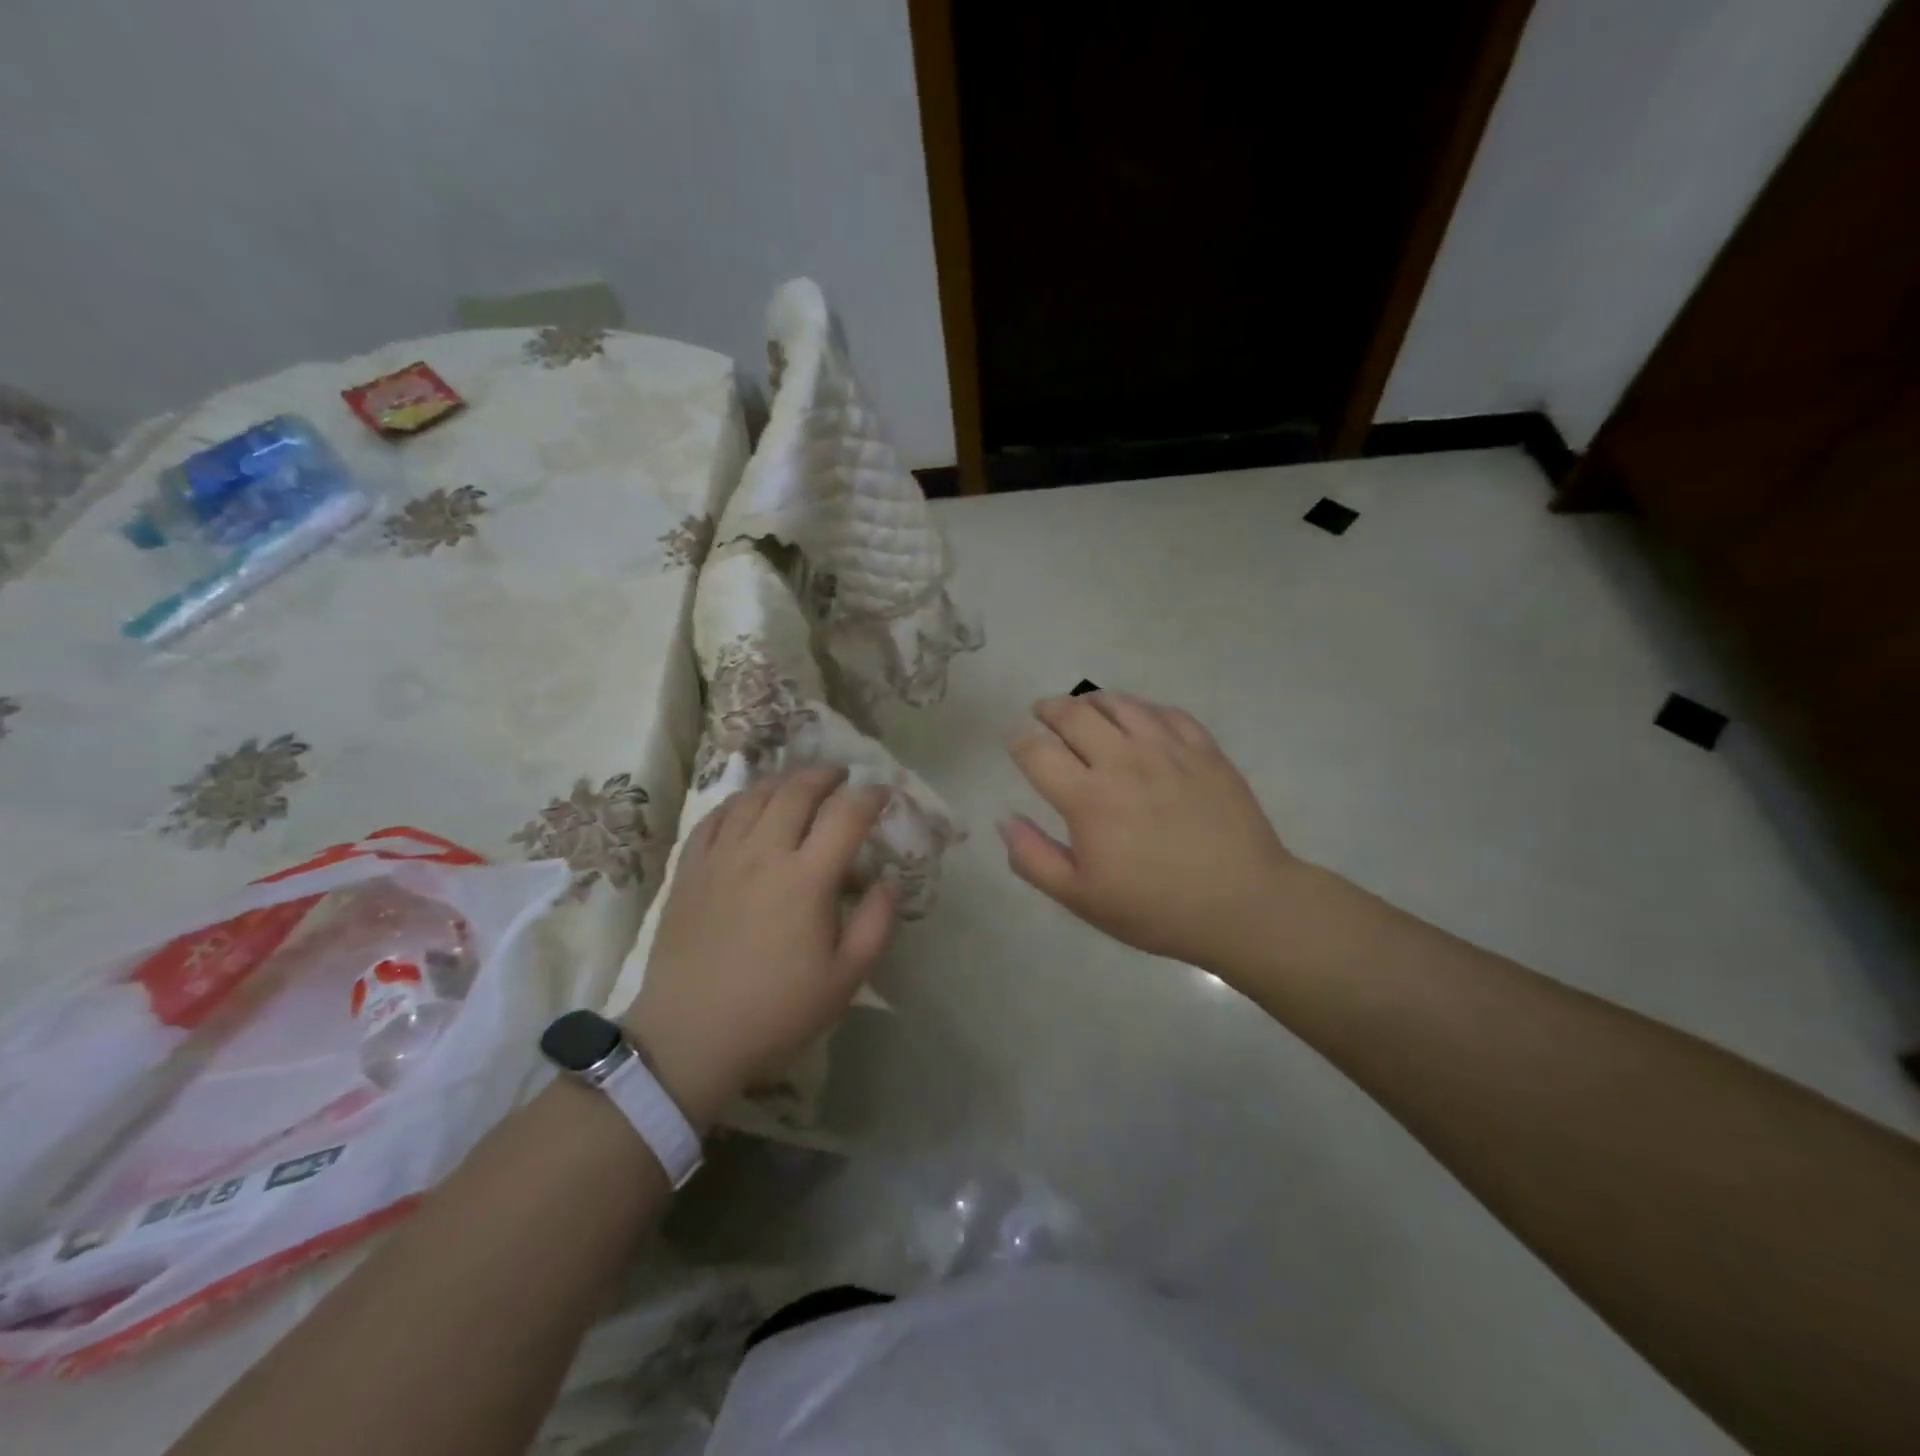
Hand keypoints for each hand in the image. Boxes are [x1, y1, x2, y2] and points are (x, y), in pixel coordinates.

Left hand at [621, 766, 896, 1127]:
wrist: (690, 1038)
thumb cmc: (775, 1012)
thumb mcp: (844, 980)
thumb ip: (875, 925)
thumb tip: (887, 883)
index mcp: (806, 879)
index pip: (846, 817)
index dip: (870, 797)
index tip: (883, 792)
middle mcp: (763, 854)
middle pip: (797, 792)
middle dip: (825, 775)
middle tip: (841, 775)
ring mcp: (721, 858)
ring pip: (754, 797)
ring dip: (783, 781)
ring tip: (798, 783)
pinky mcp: (690, 871)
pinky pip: (714, 818)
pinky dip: (738, 802)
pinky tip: (746, 805)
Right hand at [1001, 693, 1298, 972]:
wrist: (1243, 906)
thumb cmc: (1155, 908)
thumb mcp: (1081, 897)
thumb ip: (1033, 858)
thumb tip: (1004, 819)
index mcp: (1088, 798)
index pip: (1037, 750)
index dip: (1018, 742)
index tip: (1015, 743)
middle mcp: (1124, 761)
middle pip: (1074, 714)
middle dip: (1048, 710)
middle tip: (1041, 714)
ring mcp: (1168, 750)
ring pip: (1119, 704)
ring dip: (1091, 701)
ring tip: (1084, 709)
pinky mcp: (1204, 749)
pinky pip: (1165, 712)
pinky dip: (1141, 709)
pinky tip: (1137, 720)